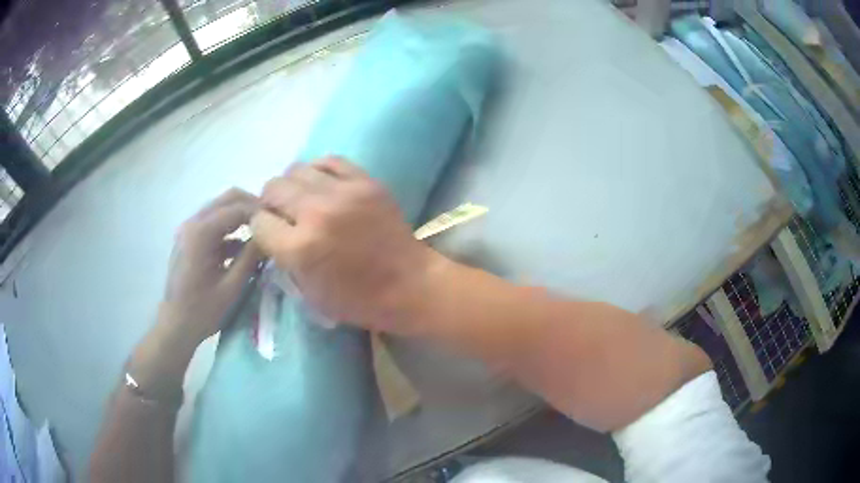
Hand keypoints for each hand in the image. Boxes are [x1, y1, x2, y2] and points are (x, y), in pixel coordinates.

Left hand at [160, 188, 261, 346]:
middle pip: (228, 198)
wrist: (175, 325)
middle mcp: (193, 223)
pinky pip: (213, 222)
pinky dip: (230, 228)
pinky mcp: (189, 238)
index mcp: (201, 233)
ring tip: (262, 233)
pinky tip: (243, 248)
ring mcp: (188, 229)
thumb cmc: (203, 311)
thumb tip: (269, 236)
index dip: (261, 211)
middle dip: (252, 206)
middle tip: (273, 222)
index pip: (237, 208)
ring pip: (221, 207)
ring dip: (242, 215)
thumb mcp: (231, 288)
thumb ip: (250, 258)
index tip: (282, 221)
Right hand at [251, 157, 441, 332]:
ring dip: (293, 186)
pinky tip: (323, 186)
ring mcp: (343, 192)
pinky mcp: (365, 181)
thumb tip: (272, 232)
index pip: (259, 222)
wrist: (410, 284)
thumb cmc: (358, 300)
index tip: (271, 234)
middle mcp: (315, 213)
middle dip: (271, 204)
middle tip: (284, 215)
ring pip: (296, 169)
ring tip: (303, 200)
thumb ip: (284, 259)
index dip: (262, 229)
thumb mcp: (308, 293)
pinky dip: (319, 171)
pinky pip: (329, 160)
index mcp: (299, 248)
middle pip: (272, 188)